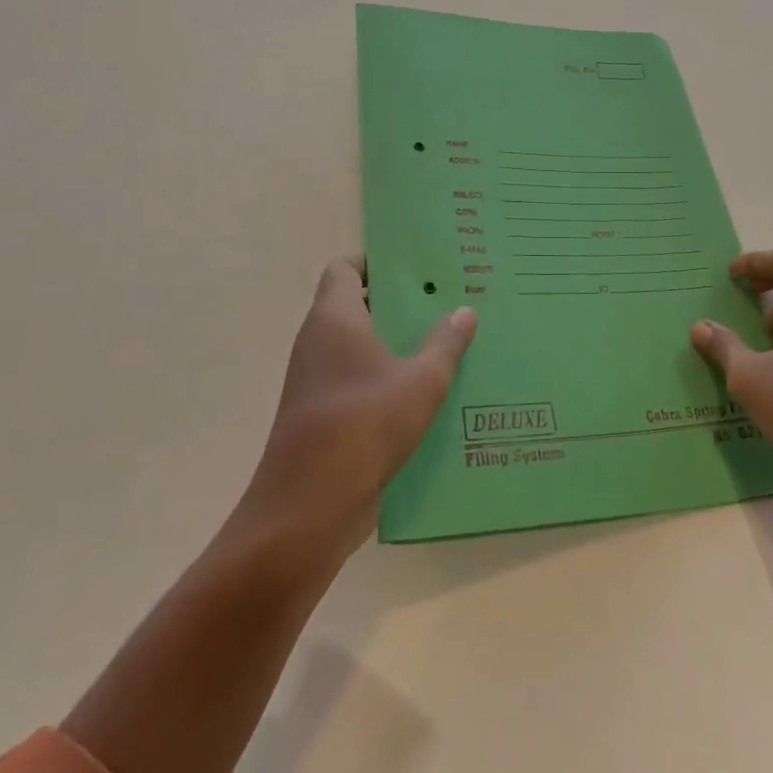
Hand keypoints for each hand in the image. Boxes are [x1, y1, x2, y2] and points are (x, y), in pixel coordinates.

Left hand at [238, 256, 476, 561]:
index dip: (375, 262)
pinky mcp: (318, 414)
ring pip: (357, 346)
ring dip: (392, 344)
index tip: (414, 268)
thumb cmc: (364, 426)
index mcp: (335, 318)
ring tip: (441, 343)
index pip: (344, 269)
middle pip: (355, 305)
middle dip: (396, 303)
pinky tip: (422, 393)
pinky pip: (354, 380)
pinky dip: (382, 378)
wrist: (307, 509)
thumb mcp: (421, 382)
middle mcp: (317, 341)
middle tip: (442, 302)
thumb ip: (445, 344)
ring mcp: (314, 380)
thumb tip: (465, 310)